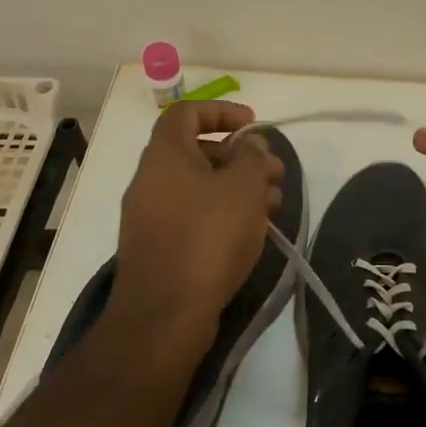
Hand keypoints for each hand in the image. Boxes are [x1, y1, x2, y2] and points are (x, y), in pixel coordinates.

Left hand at [116, 102, 283, 347]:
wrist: (165, 315)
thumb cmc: (207, 238)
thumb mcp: (242, 187)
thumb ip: (252, 156)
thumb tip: (250, 144)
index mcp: (165, 156)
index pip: (186, 113)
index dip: (221, 111)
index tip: (254, 125)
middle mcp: (151, 180)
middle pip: (198, 152)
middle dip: (241, 157)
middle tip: (275, 174)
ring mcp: (151, 216)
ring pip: (199, 187)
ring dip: (237, 188)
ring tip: (274, 206)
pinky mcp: (159, 247)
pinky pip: (193, 216)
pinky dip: (223, 214)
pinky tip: (252, 231)